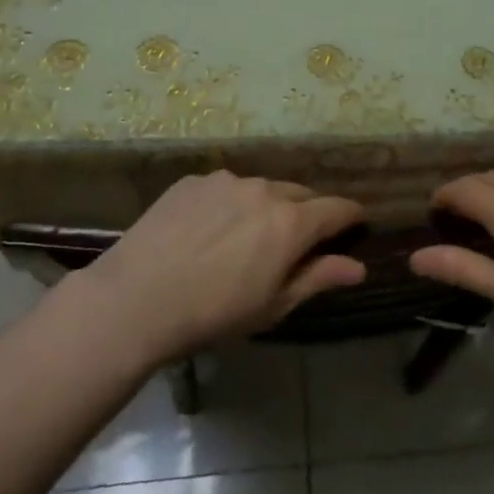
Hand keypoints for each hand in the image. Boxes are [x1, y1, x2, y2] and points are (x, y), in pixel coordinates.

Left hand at [80, 171, 366, 359]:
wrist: (135, 300)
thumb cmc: (213, 313)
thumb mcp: (273, 305)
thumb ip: (319, 278)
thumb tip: (359, 267)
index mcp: (291, 222)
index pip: (338, 208)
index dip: (351, 217)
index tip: (355, 226)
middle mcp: (264, 190)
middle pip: (301, 194)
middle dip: (307, 214)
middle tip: (294, 243)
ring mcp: (226, 180)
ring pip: (261, 188)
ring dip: (265, 207)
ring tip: (244, 237)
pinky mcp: (193, 181)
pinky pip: (225, 188)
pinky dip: (229, 204)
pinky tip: (207, 231)